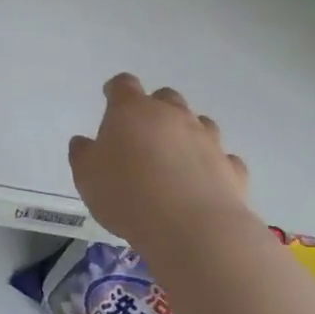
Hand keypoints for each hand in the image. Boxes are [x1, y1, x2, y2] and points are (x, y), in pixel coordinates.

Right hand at [68, 74, 251, 250]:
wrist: (192, 229)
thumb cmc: (127, 195)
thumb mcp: (86, 177)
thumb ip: (82, 155)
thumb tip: (83, 142)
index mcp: (131, 110)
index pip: (123, 84)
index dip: (115, 90)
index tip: (110, 99)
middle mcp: (172, 116)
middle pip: (165, 97)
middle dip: (155, 110)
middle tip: (142, 135)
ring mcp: (207, 139)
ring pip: (199, 123)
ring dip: (187, 134)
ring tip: (174, 160)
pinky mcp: (231, 168)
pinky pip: (223, 158)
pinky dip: (213, 165)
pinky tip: (204, 182)